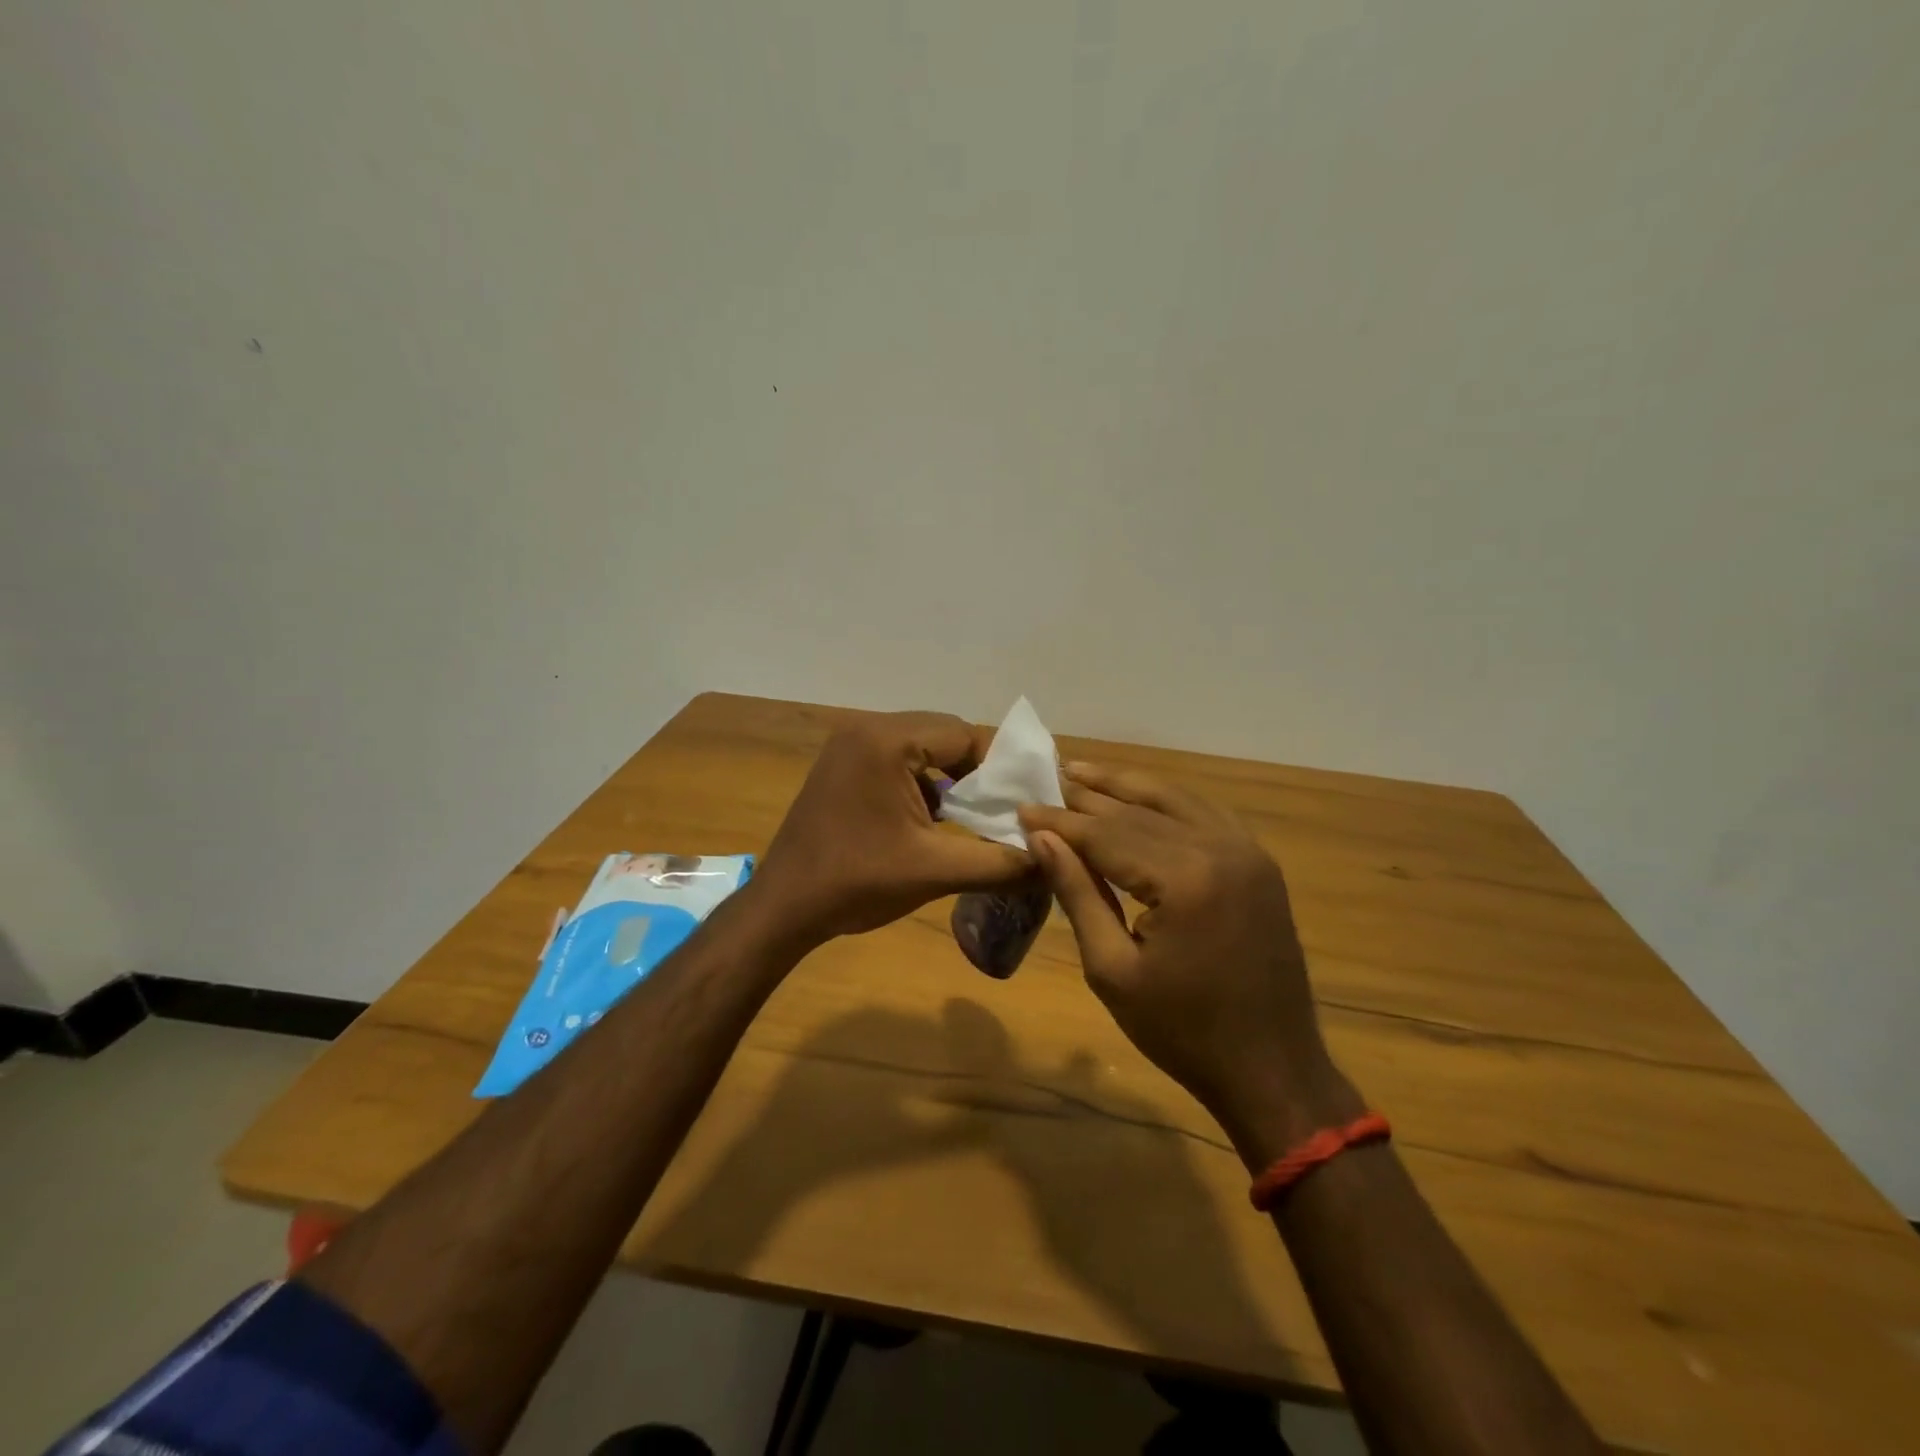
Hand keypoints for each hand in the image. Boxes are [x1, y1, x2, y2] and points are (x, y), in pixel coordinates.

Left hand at [753, 712, 1032, 947]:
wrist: (783, 907)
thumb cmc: (857, 883)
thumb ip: (1000, 863)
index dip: (999, 766)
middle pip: (943, 735)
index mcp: (886, 741)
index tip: (1022, 800)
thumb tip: (1052, 861)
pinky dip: (922, 784)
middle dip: (976, 771)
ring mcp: (848, 746)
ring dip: (949, 777)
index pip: (964, 734)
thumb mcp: (936, 871)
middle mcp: (866, 729)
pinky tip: (933, 820)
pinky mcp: (841, 765)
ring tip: (973, 815)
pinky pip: (896, 760)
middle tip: (1002, 808)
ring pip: (920, 748)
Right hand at [1019, 763, 1358, 1160]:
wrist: (1271, 1069)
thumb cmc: (1181, 1031)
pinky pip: (1205, 814)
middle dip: (1087, 799)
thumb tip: (1041, 838)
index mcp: (1185, 880)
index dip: (1060, 822)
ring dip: (1126, 786)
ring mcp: (1248, 852)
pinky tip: (1141, 795)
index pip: (1107, 834)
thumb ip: (1077, 894)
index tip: (1021, 809)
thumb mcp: (1112, 969)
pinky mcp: (1260, 863)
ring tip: (1082, 771)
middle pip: (1139, 811)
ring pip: (1174, 801)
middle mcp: (1220, 849)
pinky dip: (1168, 801)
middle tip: (1045, 783)